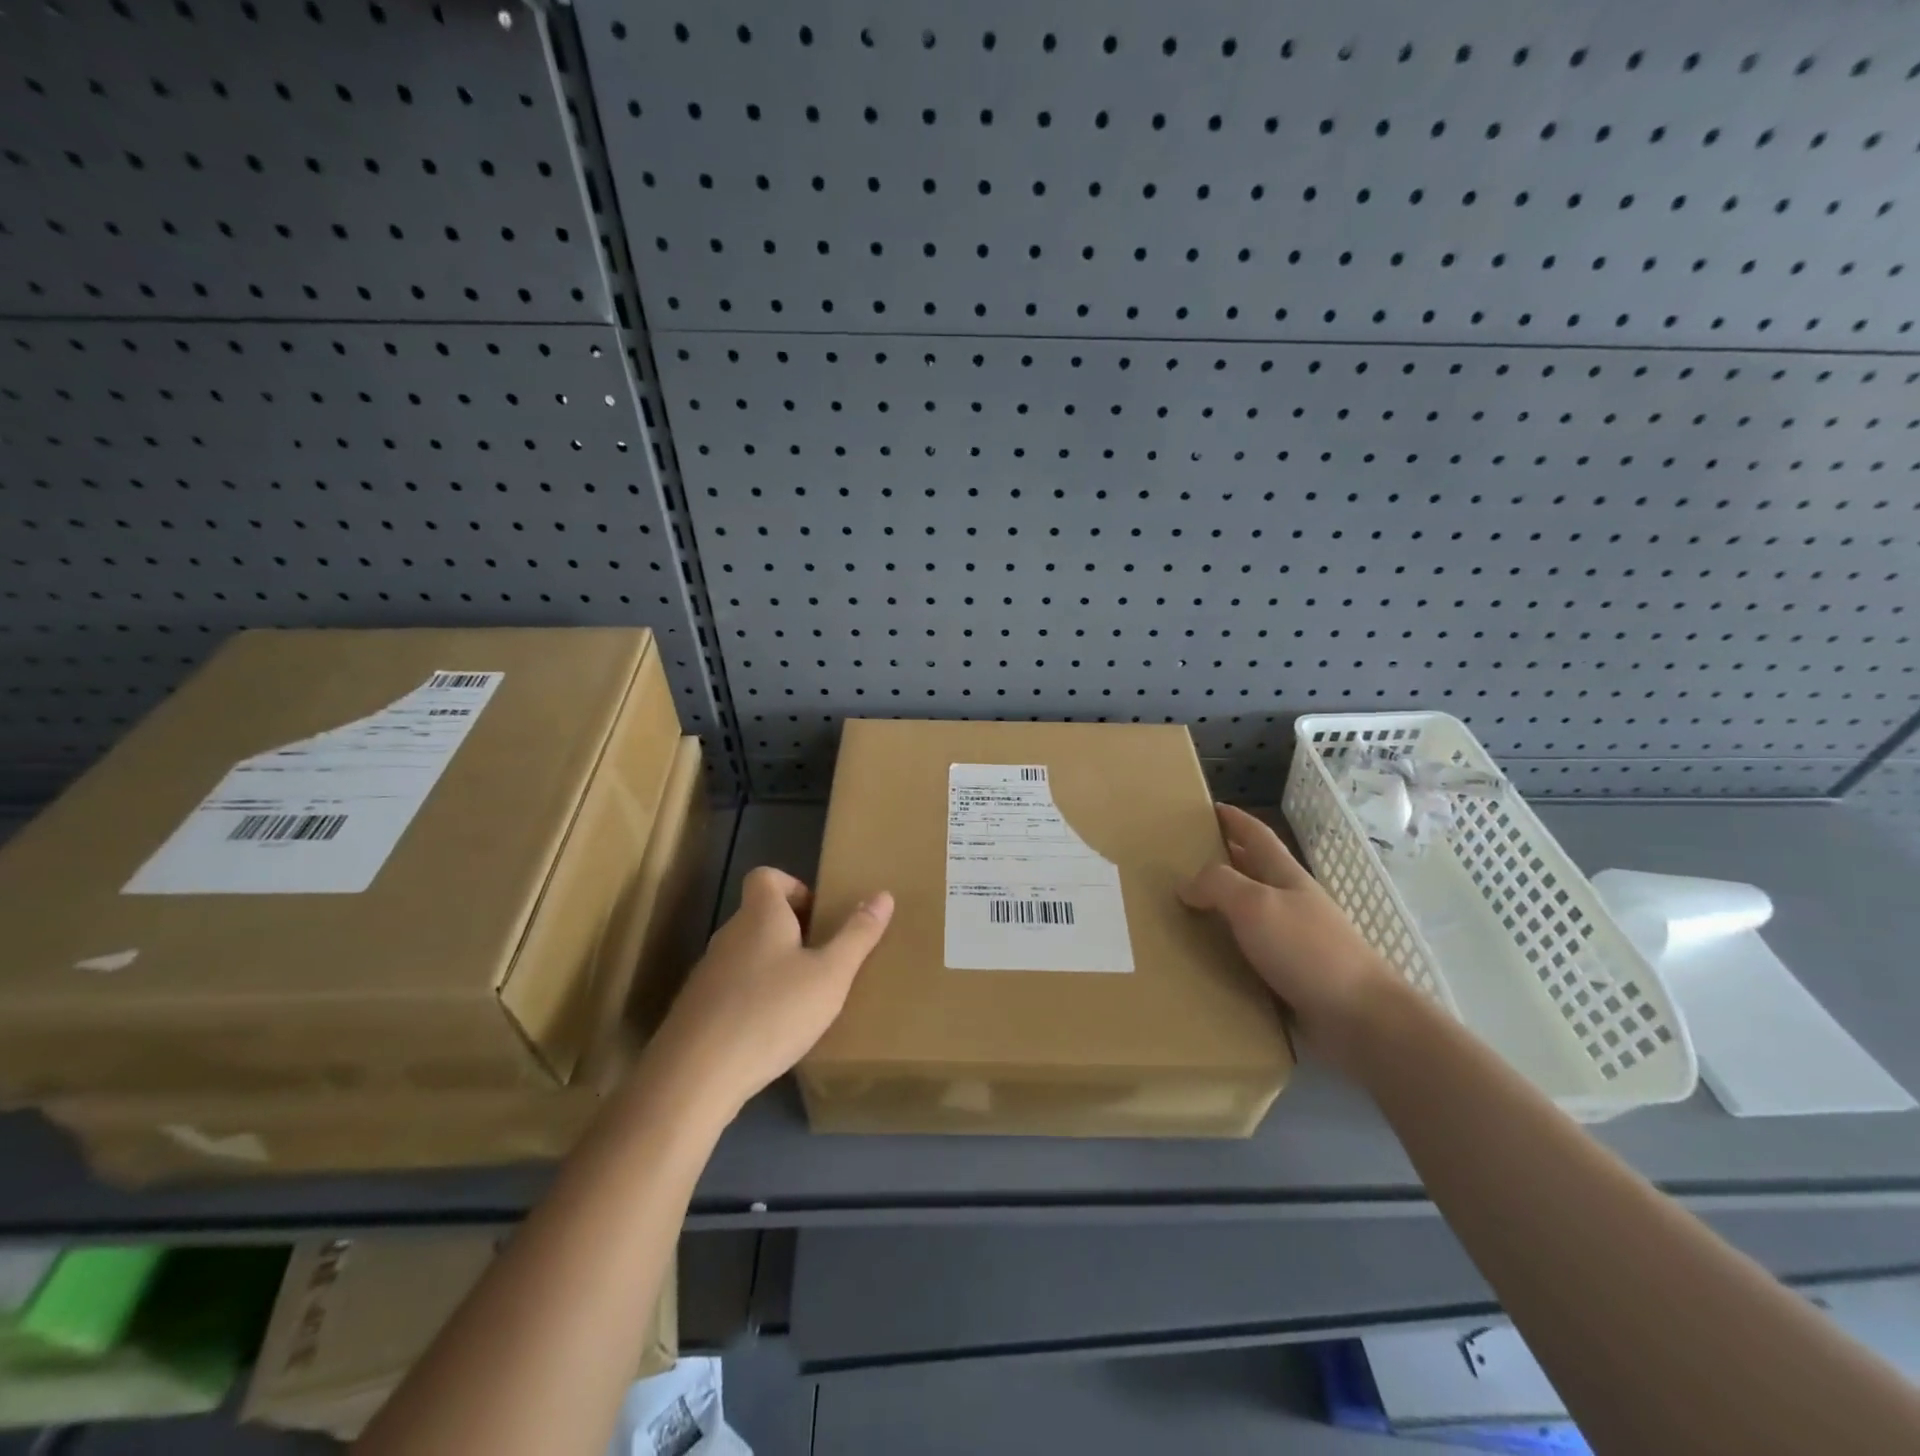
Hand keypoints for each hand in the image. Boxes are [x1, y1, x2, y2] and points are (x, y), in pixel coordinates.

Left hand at [648, 867, 893, 1117]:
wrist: (695, 1076)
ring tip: (803, 998)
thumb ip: (857, 936)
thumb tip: (884, 895)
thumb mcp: (830, 975)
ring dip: (773, 966)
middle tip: (823, 959)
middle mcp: (729, 935)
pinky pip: (732, 988)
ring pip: (746, 954)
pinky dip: (754, 998)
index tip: (818, 915)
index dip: (793, 886)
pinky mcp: (697, 1010)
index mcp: (760, 916)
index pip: (766, 876)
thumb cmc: (772, 1012)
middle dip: (792, 931)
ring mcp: (707, 973)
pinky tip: (772, 1031)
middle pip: (758, 915)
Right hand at [1180, 804, 1402, 1072]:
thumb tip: (1187, 886)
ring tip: (1187, 910)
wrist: (1360, 1018)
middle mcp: (1292, 904)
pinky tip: (1209, 958)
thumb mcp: (1255, 904)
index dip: (1236, 820)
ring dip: (1223, 908)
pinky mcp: (1293, 977)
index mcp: (1286, 878)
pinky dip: (1230, 948)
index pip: (1258, 837)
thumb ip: (1217, 885)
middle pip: (1255, 872)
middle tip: (1186, 859)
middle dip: (1226, 860)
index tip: (1212, 808)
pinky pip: (1252, 953)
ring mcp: (1296, 941)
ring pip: (1251, 914)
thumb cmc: (1307, 949)